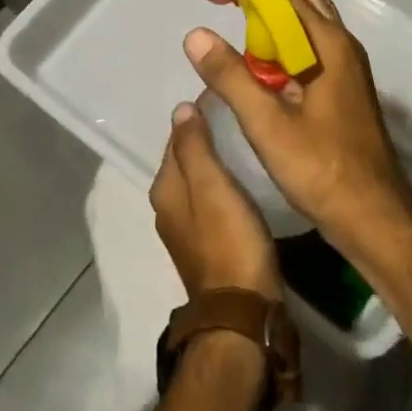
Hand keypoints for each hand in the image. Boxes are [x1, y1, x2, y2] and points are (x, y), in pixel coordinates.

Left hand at [149, 102, 280, 298]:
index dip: (198, 117)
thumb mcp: (212, 185)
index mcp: (165, 189)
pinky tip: (246, 179)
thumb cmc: (229, 240)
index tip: (226, 99)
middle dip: (207, 138)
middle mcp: (168, 207)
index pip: (176, 139)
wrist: (243, 310)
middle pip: (187, 160)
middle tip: (239, 116)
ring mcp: (187, 229)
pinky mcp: (209, 244)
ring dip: (217, 162)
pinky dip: (225, 185)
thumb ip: (195, 146)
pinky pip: (212, 200)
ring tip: (246, 142)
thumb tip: (180, 108)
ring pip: (200, 180)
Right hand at [182, 0, 411, 256]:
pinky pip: (310, 52)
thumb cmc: (321, 168)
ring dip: (271, 21)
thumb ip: (231, 77)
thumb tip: (196, 34)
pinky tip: (260, 67)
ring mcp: (347, 70)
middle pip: (299, 3)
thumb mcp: (268, 124)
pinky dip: (282, 46)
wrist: (374, 216)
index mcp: (329, 45)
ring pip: (305, 28)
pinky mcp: (344, 91)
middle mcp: (342, 47)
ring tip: (235, 25)